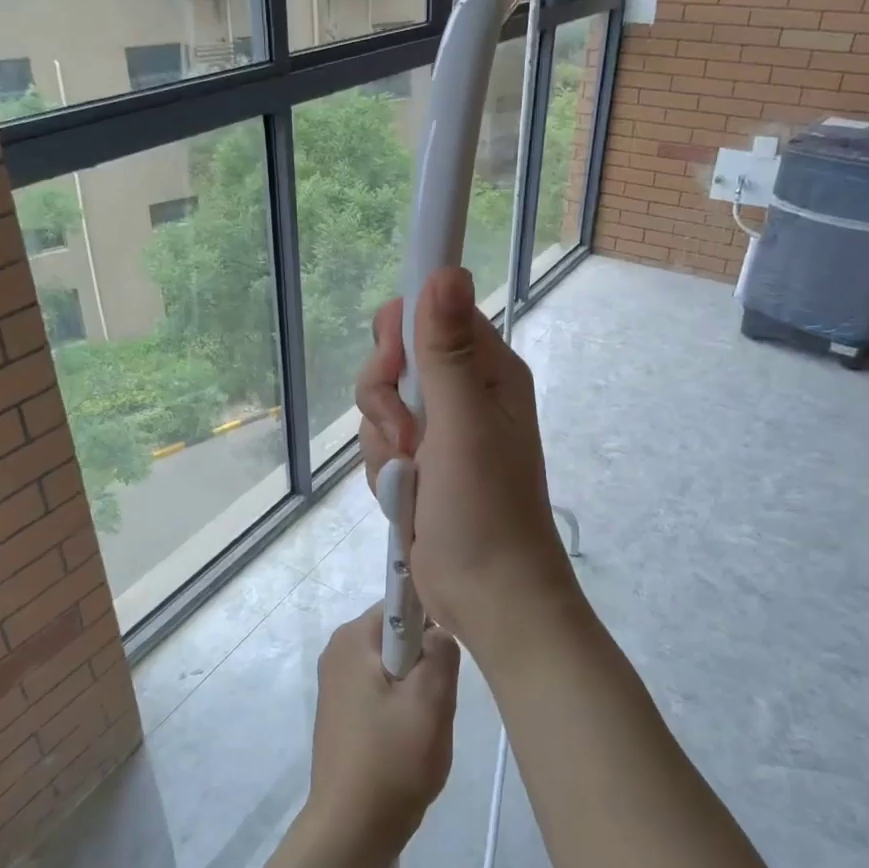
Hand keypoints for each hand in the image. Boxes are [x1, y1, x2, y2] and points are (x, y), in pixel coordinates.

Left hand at [304, 607, 459, 867]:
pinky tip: (409, 739)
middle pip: (398, 635)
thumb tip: (439, 632)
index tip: (447, 655)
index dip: (432, 621)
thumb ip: (442, 652)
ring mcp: (336, 682)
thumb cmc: (391, 761)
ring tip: (423, 724)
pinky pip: (381, 689)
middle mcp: (338, 651)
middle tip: (437, 699)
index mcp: (352, 638)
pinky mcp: (340, 711)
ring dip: (416, 688)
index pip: (402, 602)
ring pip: (394, 665)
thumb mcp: (431, 701)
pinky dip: (400, 706)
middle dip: (425, 661)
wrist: (350, 831)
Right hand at [355, 268, 580, 655]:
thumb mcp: (464, 424)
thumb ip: (447, 350)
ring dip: (383, 443)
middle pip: (396, 359)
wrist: (487, 597)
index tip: (392, 364)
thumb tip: (445, 270)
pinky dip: (384, 472)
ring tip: (410, 478)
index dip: (403, 330)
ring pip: (380, 406)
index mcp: (488, 371)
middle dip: (384, 397)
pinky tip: (405, 498)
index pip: (434, 314)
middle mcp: (463, 393)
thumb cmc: (485, 509)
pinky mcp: (419, 466)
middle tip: (404, 433)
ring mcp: (439, 432)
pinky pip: (380, 446)